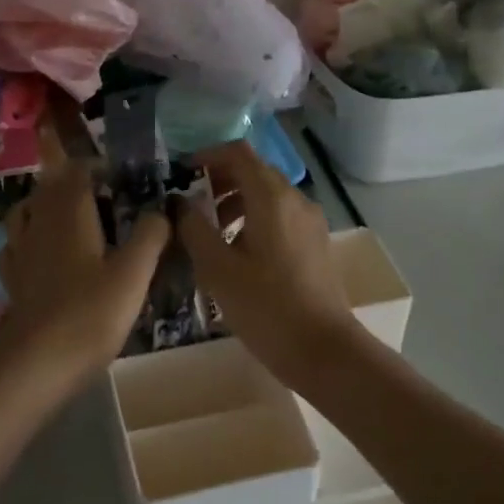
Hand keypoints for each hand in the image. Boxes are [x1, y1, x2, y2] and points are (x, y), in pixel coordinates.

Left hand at [0, 150, 169, 379]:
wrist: (39, 362)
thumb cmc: (91, 313)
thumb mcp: (134, 274)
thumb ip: (150, 236)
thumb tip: (160, 210)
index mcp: (69, 213)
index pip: (78, 171)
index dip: (98, 167)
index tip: (121, 175)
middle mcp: (39, 222)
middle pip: (49, 187)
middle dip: (72, 183)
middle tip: (103, 196)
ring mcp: (20, 250)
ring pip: (26, 211)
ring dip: (45, 206)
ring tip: (69, 218)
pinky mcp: (12, 278)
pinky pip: (15, 245)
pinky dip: (28, 239)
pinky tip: (41, 254)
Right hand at [177, 141, 358, 374]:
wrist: (324, 350)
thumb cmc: (266, 307)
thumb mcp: (217, 268)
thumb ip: (193, 228)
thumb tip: (179, 203)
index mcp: (271, 197)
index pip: (238, 153)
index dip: (207, 156)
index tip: (182, 175)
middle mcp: (295, 200)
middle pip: (254, 171)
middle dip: (220, 181)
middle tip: (192, 208)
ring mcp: (310, 222)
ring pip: (268, 196)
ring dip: (236, 203)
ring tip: (211, 236)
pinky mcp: (316, 244)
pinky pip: (280, 216)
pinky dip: (254, 220)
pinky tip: (238, 255)